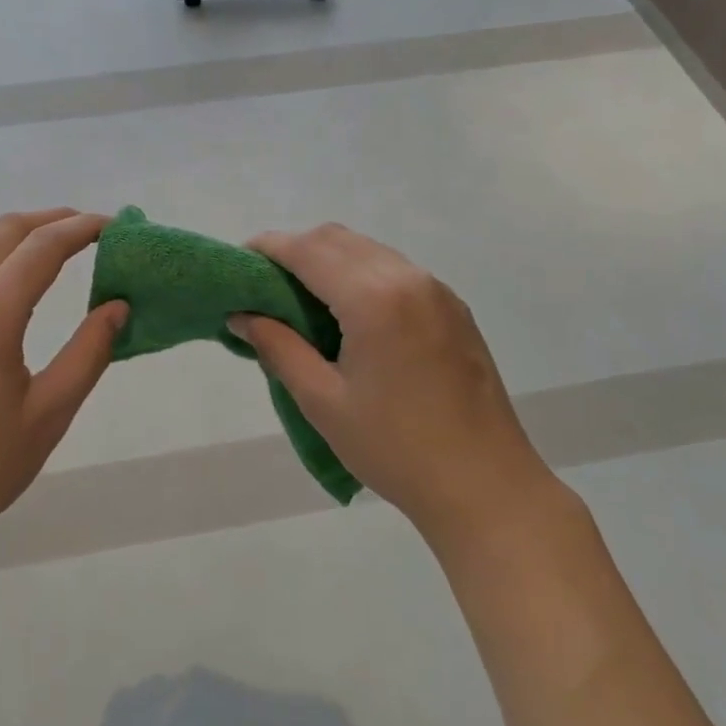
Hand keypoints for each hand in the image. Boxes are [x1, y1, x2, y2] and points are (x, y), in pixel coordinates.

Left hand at [0, 209, 127, 562]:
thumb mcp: (49, 414)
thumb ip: (89, 353)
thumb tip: (118, 307)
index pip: (43, 247)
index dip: (83, 228)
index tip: (116, 226)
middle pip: (7, 230)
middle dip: (53, 220)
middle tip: (92, 230)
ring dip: (17, 231)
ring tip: (53, 246)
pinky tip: (7, 283)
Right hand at [229, 224, 552, 553]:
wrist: (486, 486)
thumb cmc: (395, 448)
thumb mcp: (323, 401)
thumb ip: (277, 347)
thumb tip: (240, 316)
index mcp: (373, 297)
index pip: (308, 250)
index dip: (268, 247)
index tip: (239, 262)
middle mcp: (407, 278)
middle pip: (338, 239)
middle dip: (295, 249)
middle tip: (264, 283)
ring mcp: (436, 290)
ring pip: (368, 250)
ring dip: (329, 259)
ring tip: (301, 297)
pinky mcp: (453, 307)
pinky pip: (395, 270)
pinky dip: (361, 273)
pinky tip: (349, 312)